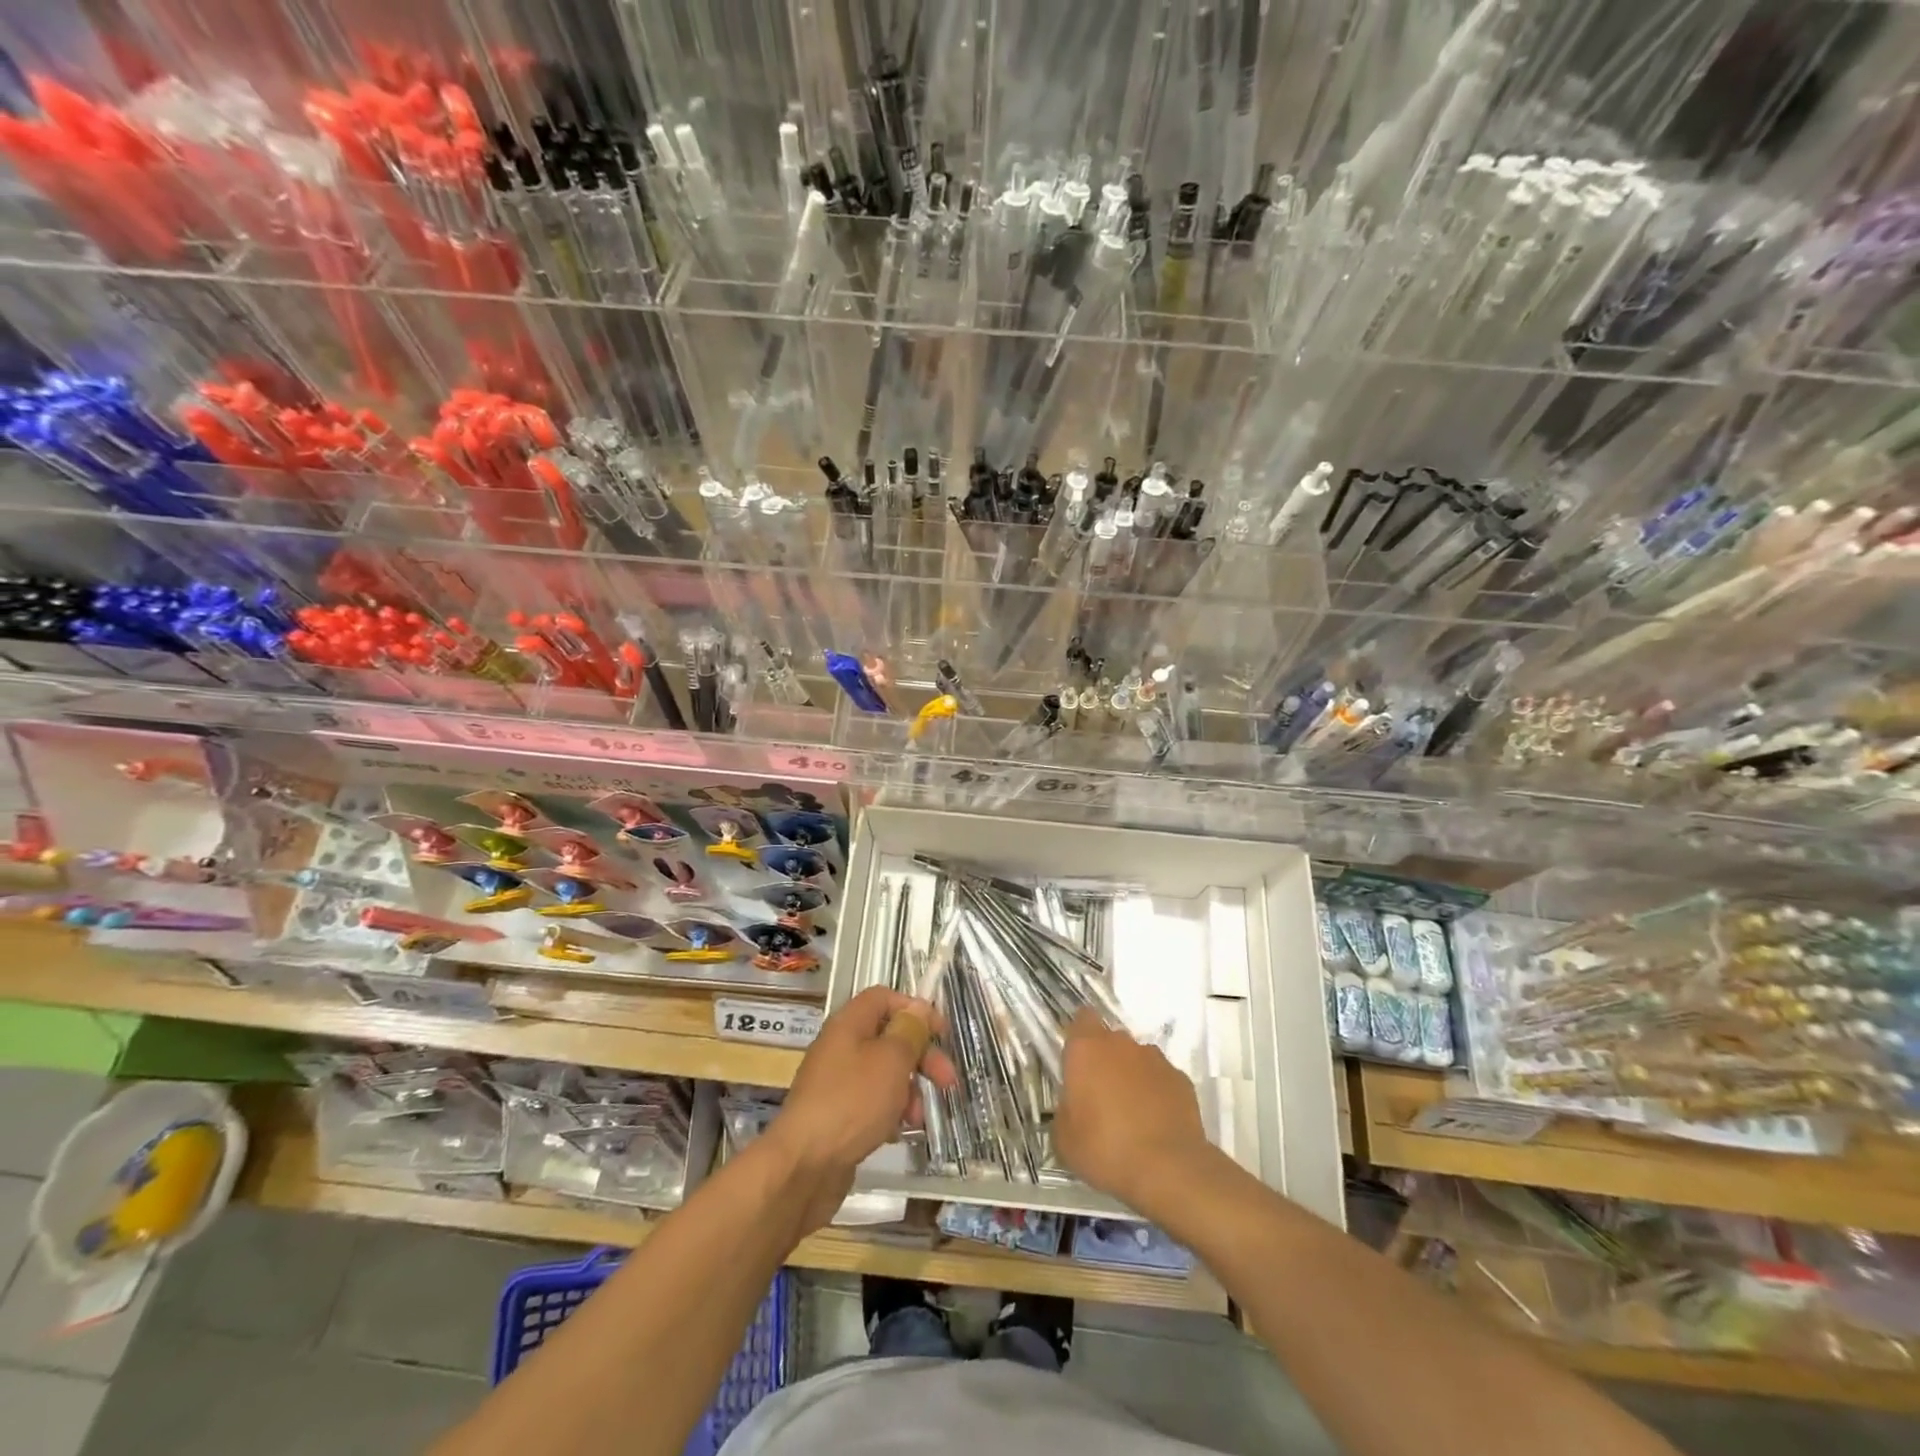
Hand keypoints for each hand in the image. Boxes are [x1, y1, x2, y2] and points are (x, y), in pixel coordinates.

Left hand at [765, 987, 956, 1229]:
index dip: (915, 1009)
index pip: (884, 998)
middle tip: (947, 1081)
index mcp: (849, 1024)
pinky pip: (871, 1102)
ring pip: (883, 1073)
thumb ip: (909, 1031)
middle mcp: (841, 1047)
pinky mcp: (837, 1115)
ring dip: (909, 1089)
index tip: (941, 1033)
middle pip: (889, 1037)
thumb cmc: (852, 1102)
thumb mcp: (890, 1061)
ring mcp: (837, 1083)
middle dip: (921, 1056)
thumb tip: (918, 1007)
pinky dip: (890, 1112)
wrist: (804, 1166)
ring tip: (918, 1117)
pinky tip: (899, 1132)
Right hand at [1053, 1008, 1215, 1214]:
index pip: (1082, 1019)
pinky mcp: (1181, 1079)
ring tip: (1131, 1113)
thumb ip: (1064, 1110)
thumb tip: (1072, 1107)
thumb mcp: (1064, 1138)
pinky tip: (1155, 1122)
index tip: (1077, 1060)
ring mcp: (1155, 1059)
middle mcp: (1121, 1044)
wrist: (1168, 1169)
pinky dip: (1157, 1093)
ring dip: (1132, 1075)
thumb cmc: (1105, 1149)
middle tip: (1100, 1095)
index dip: (1079, 1035)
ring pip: (1137, 1058)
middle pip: (1110, 1039)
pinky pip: (1161, 1079)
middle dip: (1105, 1060)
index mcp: (1086, 1049)